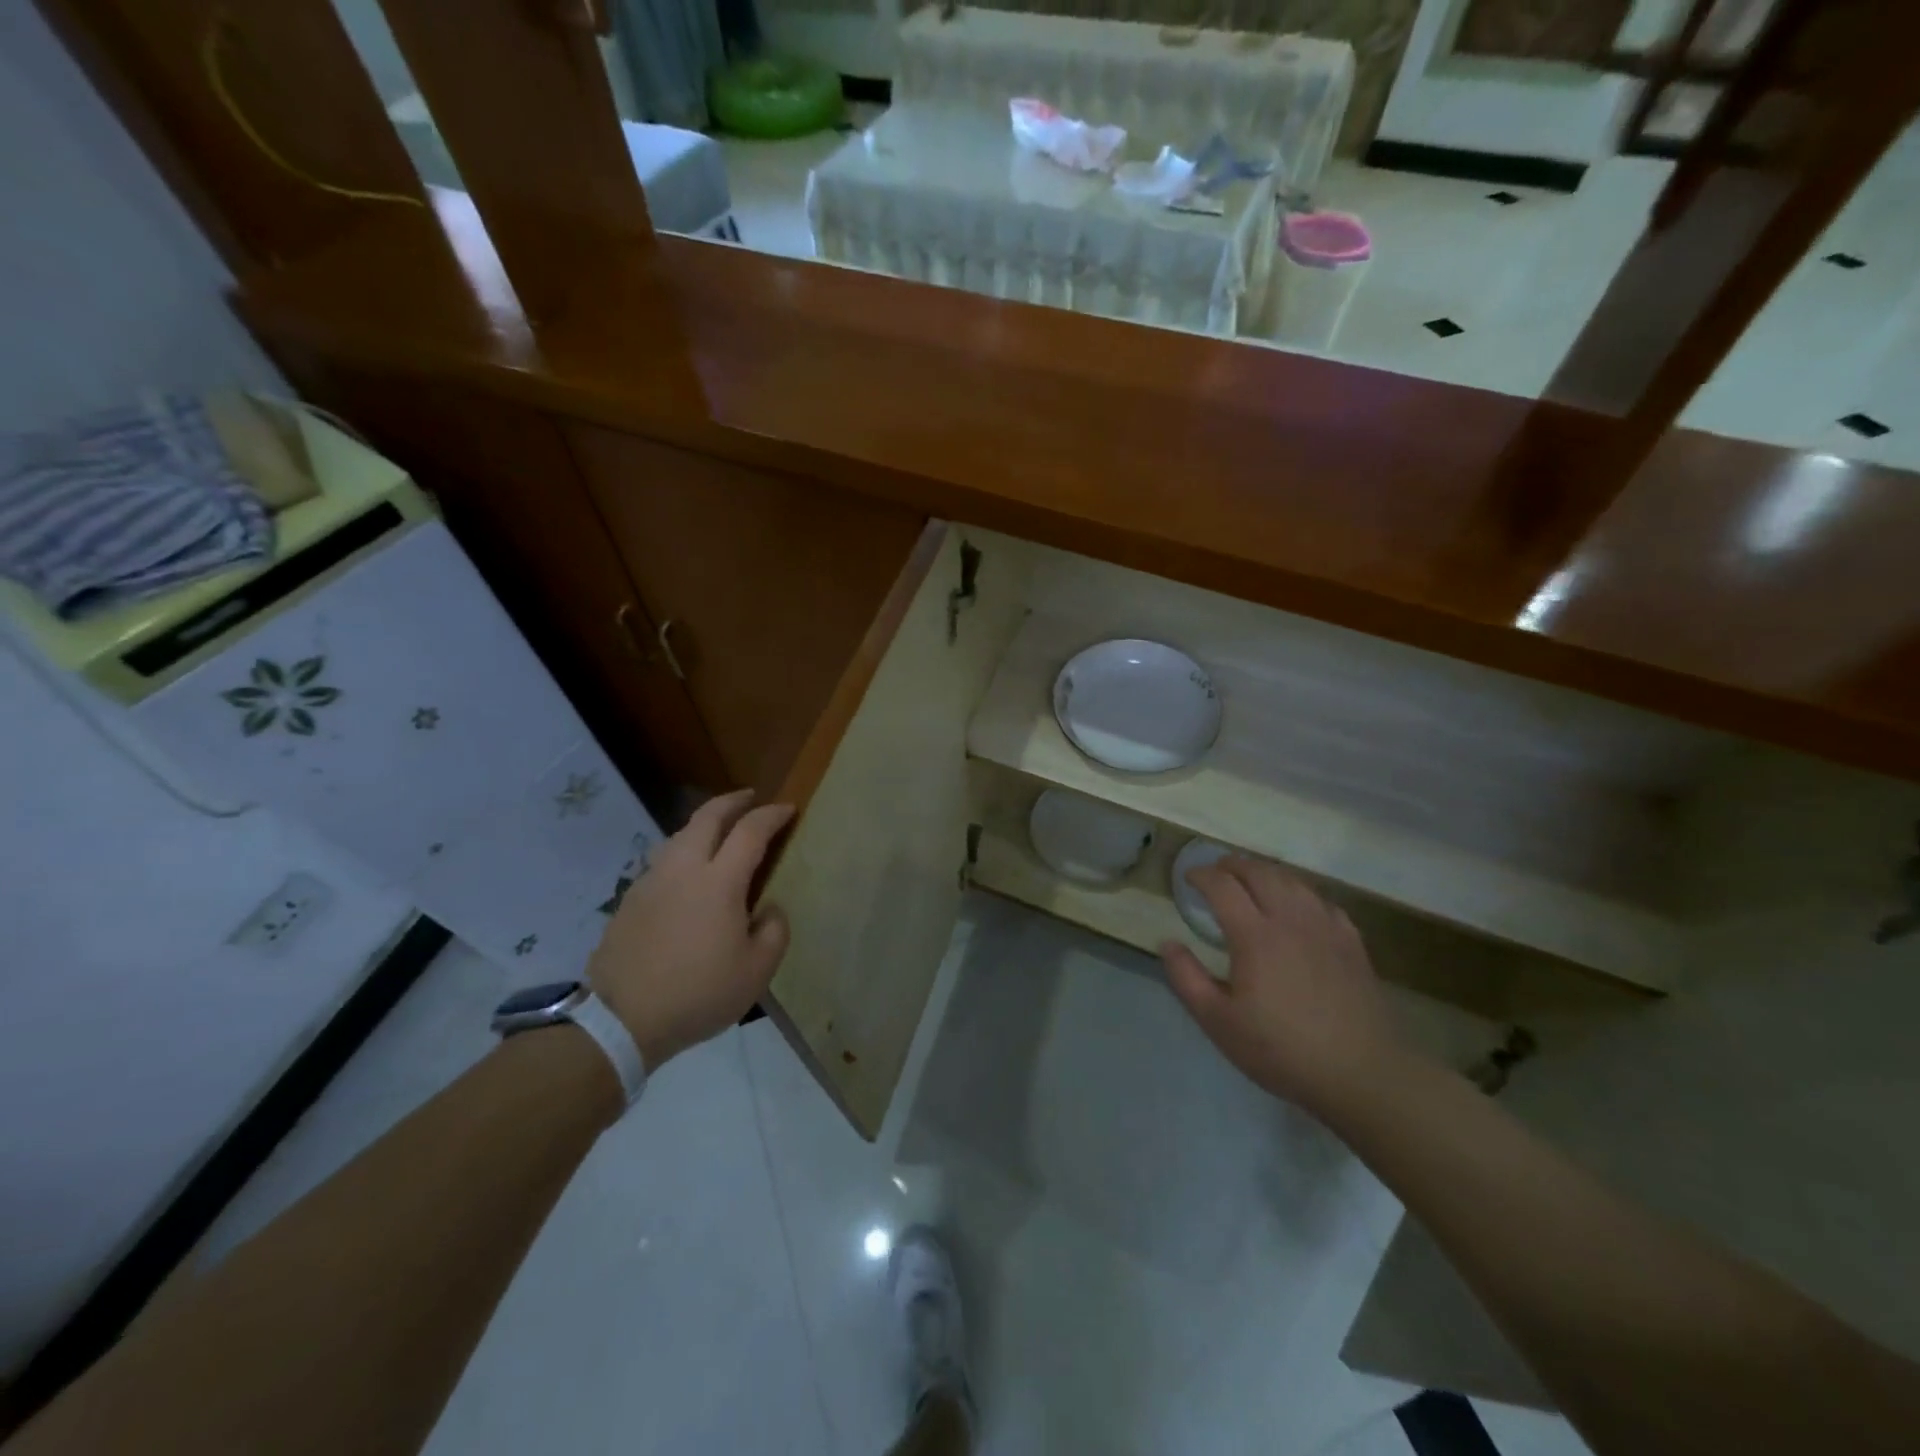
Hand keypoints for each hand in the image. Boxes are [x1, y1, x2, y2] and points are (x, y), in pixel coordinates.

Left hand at [587, 789, 793, 1071]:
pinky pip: (662, 861)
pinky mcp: (630, 900)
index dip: (772, 815)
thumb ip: (774, 931)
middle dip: (733, 801)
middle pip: (708, 816)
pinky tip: (688, 874)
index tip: (789, 809)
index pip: (750, 830)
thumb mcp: (757, 971)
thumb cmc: (699, 994)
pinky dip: (683, 852)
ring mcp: (651, 881)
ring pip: (679, 835)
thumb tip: (768, 908)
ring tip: (719, 833)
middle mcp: (683, 868)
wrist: (621, 1020)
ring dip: (704, 824)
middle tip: (751, 798)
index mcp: (719, 881)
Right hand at [1160, 857, 1415, 1116]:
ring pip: (1292, 880)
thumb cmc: (1281, 1050)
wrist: (1362, 1073)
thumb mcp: (1219, 1022)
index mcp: (1255, 935)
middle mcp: (1290, 919)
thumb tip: (1168, 943)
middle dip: (1232, 864)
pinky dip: (1299, 892)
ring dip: (1265, 872)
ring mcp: (1325, 927)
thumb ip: (1187, 978)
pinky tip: (1297, 906)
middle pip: (1259, 872)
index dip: (1201, 875)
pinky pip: (1321, 900)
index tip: (1187, 878)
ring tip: (1251, 880)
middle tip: (1216, 872)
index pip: (1222, 886)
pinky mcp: (1351, 941)